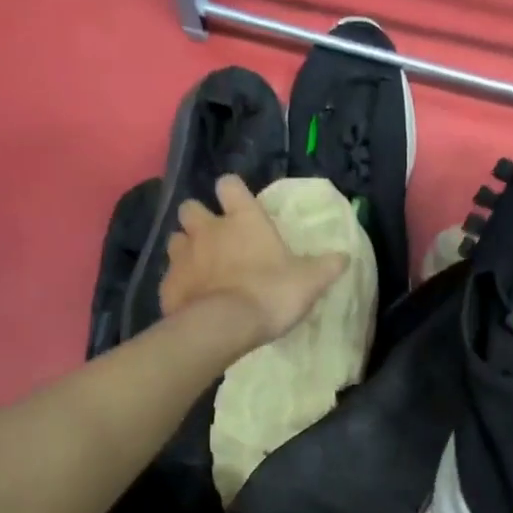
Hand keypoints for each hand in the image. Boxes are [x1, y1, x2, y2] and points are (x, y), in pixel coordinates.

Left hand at [159, 175, 347, 349]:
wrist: (224, 327)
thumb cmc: (270, 294)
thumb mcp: (309, 281)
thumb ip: (327, 266)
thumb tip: (345, 256)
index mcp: (242, 219)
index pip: (229, 185)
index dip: (233, 192)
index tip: (239, 205)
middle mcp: (207, 229)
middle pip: (190, 207)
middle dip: (199, 219)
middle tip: (215, 239)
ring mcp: (182, 255)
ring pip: (175, 239)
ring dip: (186, 249)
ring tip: (201, 268)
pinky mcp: (168, 284)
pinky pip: (170, 277)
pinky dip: (180, 284)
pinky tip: (192, 299)